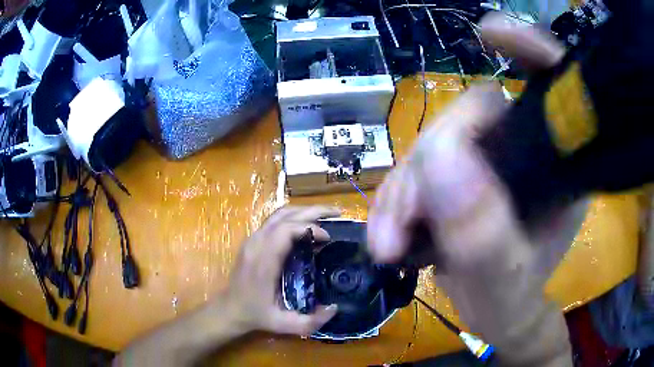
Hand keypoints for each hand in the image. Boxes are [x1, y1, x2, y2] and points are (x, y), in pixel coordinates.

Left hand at [222, 206, 339, 335]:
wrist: (230, 309)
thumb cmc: (256, 315)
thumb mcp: (284, 325)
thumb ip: (311, 322)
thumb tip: (335, 307)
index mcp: (263, 261)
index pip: (286, 230)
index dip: (310, 228)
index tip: (328, 238)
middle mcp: (256, 244)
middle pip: (285, 215)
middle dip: (313, 211)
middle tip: (337, 213)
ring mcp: (252, 240)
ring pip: (279, 214)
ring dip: (304, 211)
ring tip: (326, 216)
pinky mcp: (252, 240)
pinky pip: (275, 220)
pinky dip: (294, 218)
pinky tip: (307, 227)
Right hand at [367, 14, 581, 365]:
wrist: (495, 313)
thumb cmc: (511, 304)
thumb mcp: (502, 286)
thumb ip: (482, 237)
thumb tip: (442, 160)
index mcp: (562, 167)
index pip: (555, 84)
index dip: (528, 47)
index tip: (489, 33)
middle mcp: (530, 150)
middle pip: (475, 114)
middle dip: (433, 160)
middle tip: (404, 222)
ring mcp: (493, 158)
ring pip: (438, 142)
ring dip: (404, 191)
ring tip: (389, 243)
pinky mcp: (463, 173)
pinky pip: (421, 168)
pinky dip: (397, 200)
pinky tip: (388, 236)